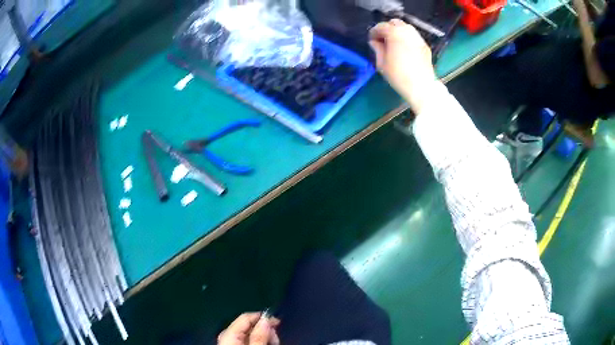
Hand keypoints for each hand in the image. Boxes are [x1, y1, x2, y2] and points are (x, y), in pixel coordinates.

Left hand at [218, 312, 280, 344]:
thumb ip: (259, 334)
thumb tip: (266, 319)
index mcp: (228, 332)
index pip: (246, 316)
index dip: (263, 316)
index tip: (277, 321)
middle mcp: (226, 334)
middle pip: (248, 324)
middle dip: (264, 328)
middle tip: (275, 336)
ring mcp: (229, 340)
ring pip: (248, 332)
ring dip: (262, 335)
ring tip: (271, 341)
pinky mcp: (232, 344)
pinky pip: (246, 339)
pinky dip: (256, 340)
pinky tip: (263, 343)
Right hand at [369, 19, 438, 114]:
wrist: (422, 87)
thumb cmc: (399, 76)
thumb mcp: (382, 63)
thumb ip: (377, 48)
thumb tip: (374, 42)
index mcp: (394, 34)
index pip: (381, 26)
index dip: (374, 32)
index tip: (371, 40)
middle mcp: (407, 31)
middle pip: (394, 23)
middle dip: (387, 28)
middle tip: (383, 39)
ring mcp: (417, 38)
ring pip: (405, 28)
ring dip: (397, 32)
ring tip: (393, 43)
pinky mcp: (424, 45)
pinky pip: (413, 36)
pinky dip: (406, 38)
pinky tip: (404, 48)